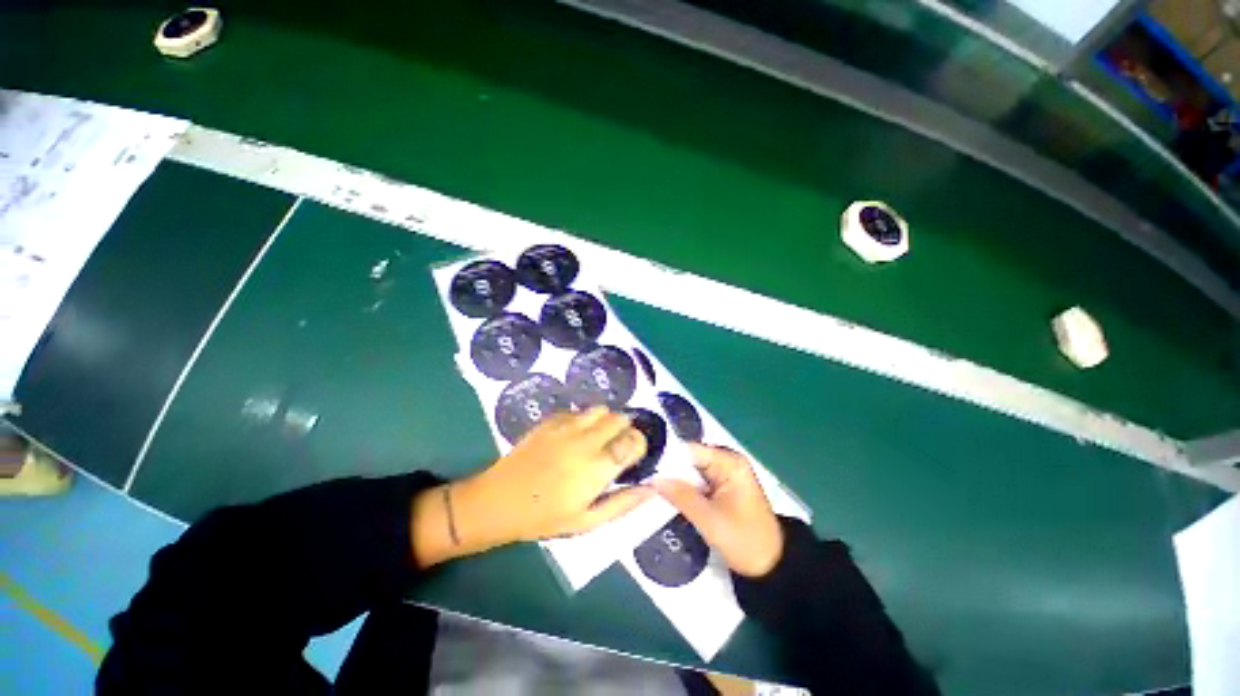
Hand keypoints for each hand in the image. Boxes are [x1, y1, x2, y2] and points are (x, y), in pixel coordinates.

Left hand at [412, 407, 651, 567]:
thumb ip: (623, 503)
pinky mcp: (551, 420)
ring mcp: (567, 425)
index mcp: (598, 466)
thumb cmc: (545, 517)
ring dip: (606, 421)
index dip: (639, 444)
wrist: (499, 501)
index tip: (633, 456)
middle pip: (620, 418)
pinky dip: (585, 419)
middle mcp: (586, 439)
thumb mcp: (587, 521)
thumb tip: (651, 488)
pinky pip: (578, 410)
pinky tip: (575, 435)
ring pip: (601, 409)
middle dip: (625, 431)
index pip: (633, 439)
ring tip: (598, 439)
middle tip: (616, 448)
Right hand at [653, 444, 783, 577]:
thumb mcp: (709, 519)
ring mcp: (724, 475)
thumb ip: (680, 495)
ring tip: (649, 485)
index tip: (645, 466)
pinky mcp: (721, 488)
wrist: (771, 567)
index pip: (690, 450)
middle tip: (643, 478)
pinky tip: (666, 494)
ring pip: (691, 471)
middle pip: (690, 458)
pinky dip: (684, 489)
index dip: (667, 457)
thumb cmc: (745, 541)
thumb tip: (653, 478)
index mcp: (729, 462)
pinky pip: (697, 482)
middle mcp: (727, 462)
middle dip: (669, 469)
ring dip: (675, 480)